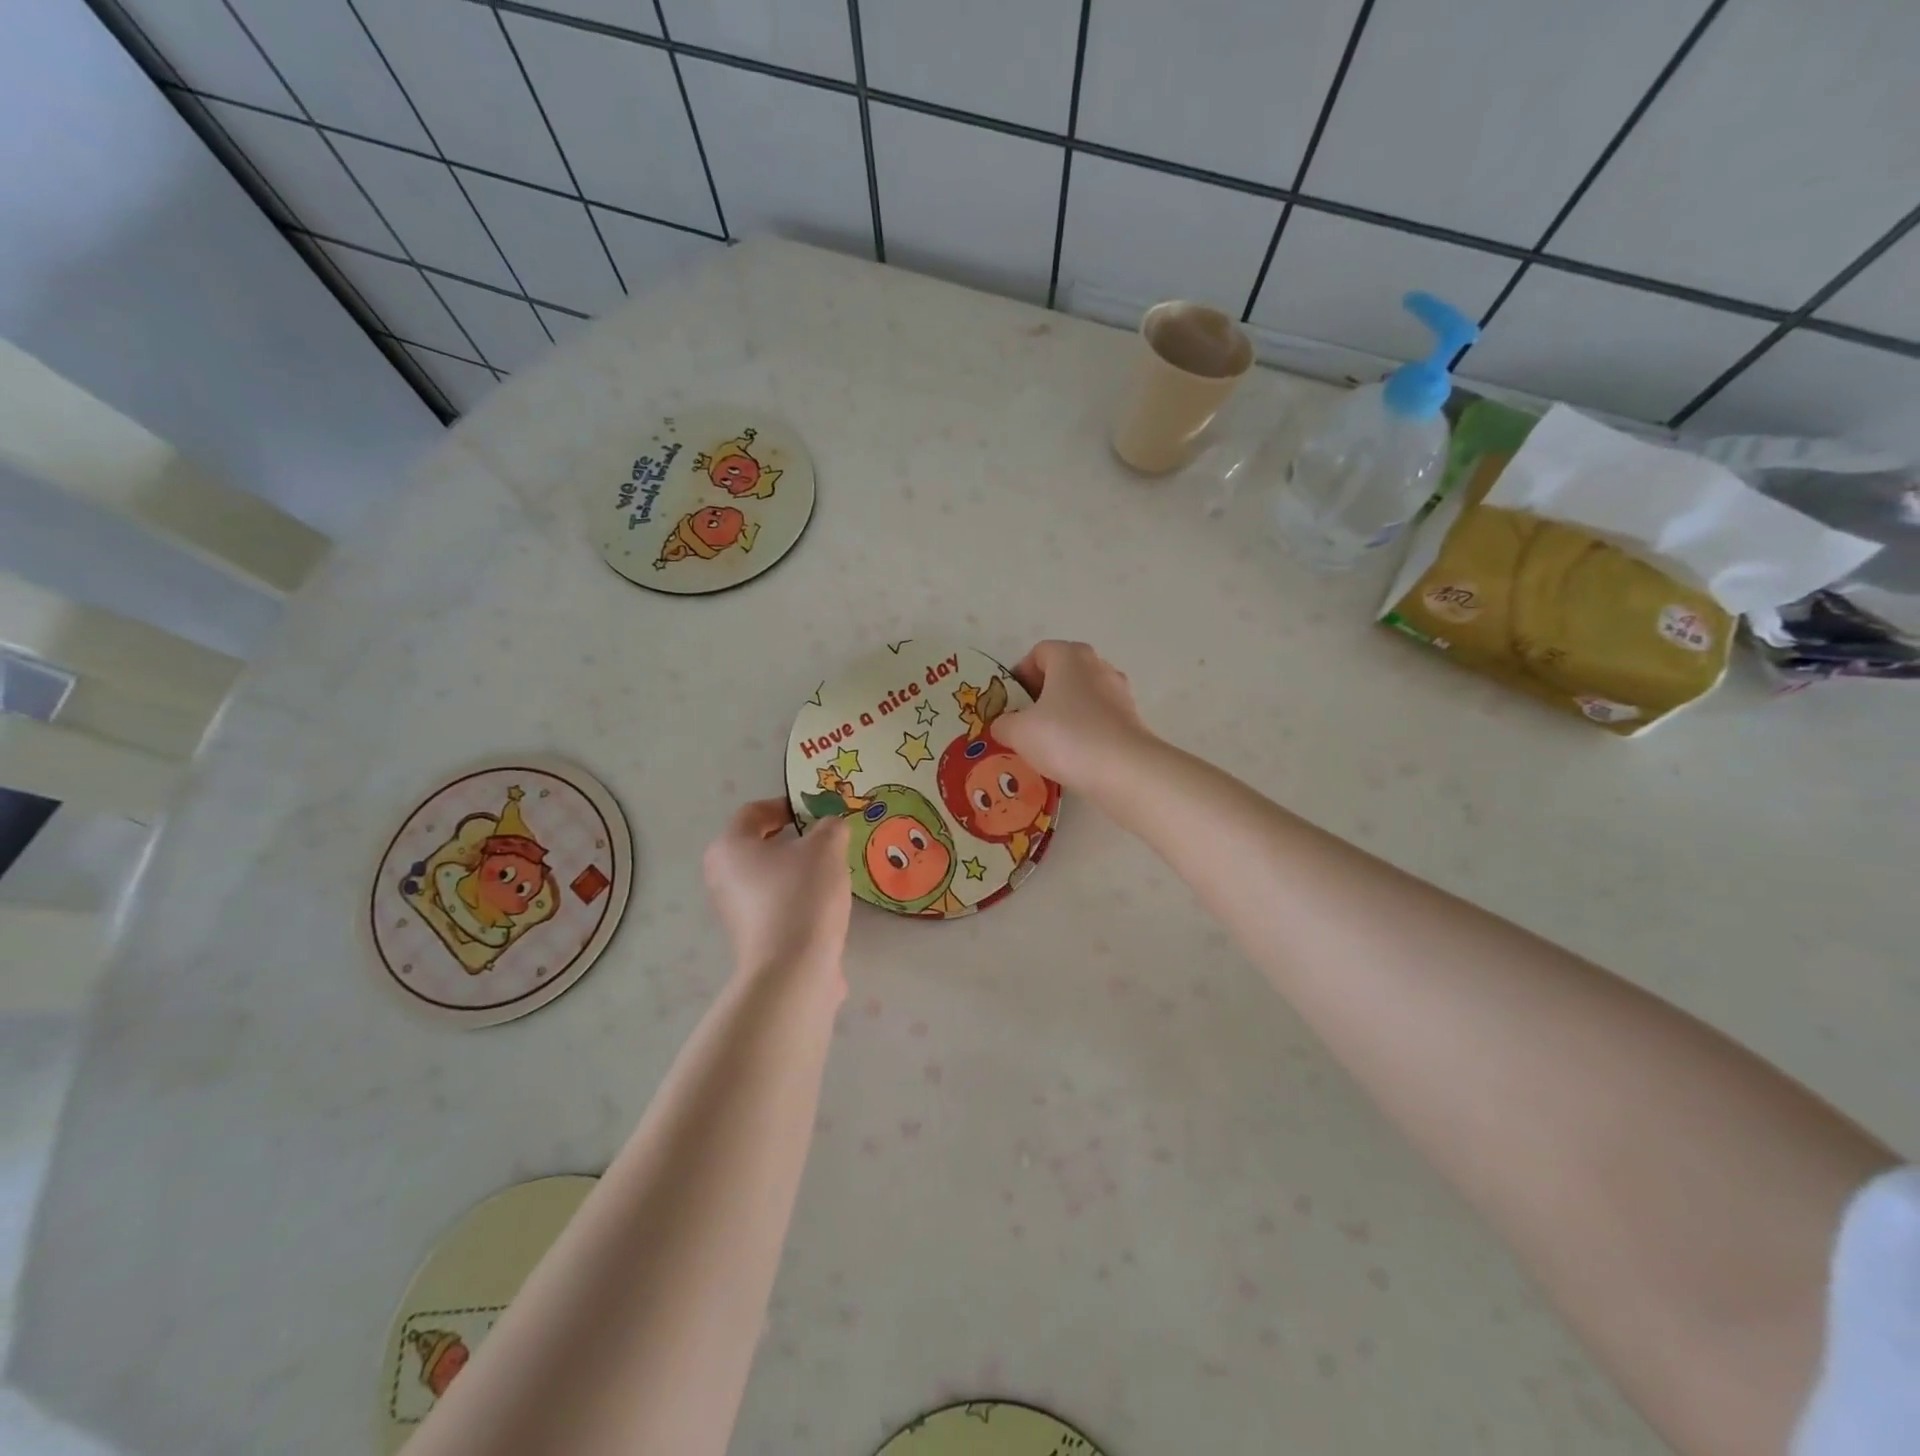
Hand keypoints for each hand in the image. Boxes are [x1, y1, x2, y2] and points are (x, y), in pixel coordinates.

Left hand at [703, 799, 850, 986]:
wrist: (793, 971)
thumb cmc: (802, 895)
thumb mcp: (826, 848)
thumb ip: (831, 827)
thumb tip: (831, 827)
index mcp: (729, 847)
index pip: (754, 812)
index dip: (787, 805)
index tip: (818, 811)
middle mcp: (723, 877)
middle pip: (760, 845)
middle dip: (796, 839)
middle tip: (829, 840)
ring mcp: (735, 911)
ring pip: (771, 877)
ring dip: (799, 871)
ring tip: (833, 873)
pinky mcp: (753, 937)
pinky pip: (777, 905)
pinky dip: (799, 899)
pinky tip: (826, 905)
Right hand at [997, 640, 1155, 795]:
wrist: (1124, 770)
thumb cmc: (1065, 737)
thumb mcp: (1019, 732)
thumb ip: (1004, 723)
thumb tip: (1003, 725)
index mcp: (1070, 656)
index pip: (1039, 652)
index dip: (1020, 675)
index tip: (1011, 703)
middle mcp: (1098, 665)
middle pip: (1062, 673)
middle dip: (1042, 695)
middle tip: (1025, 722)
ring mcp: (1119, 692)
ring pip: (1082, 697)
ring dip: (1063, 713)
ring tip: (1048, 743)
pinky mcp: (1131, 719)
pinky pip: (1098, 718)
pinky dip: (1084, 731)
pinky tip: (1072, 756)